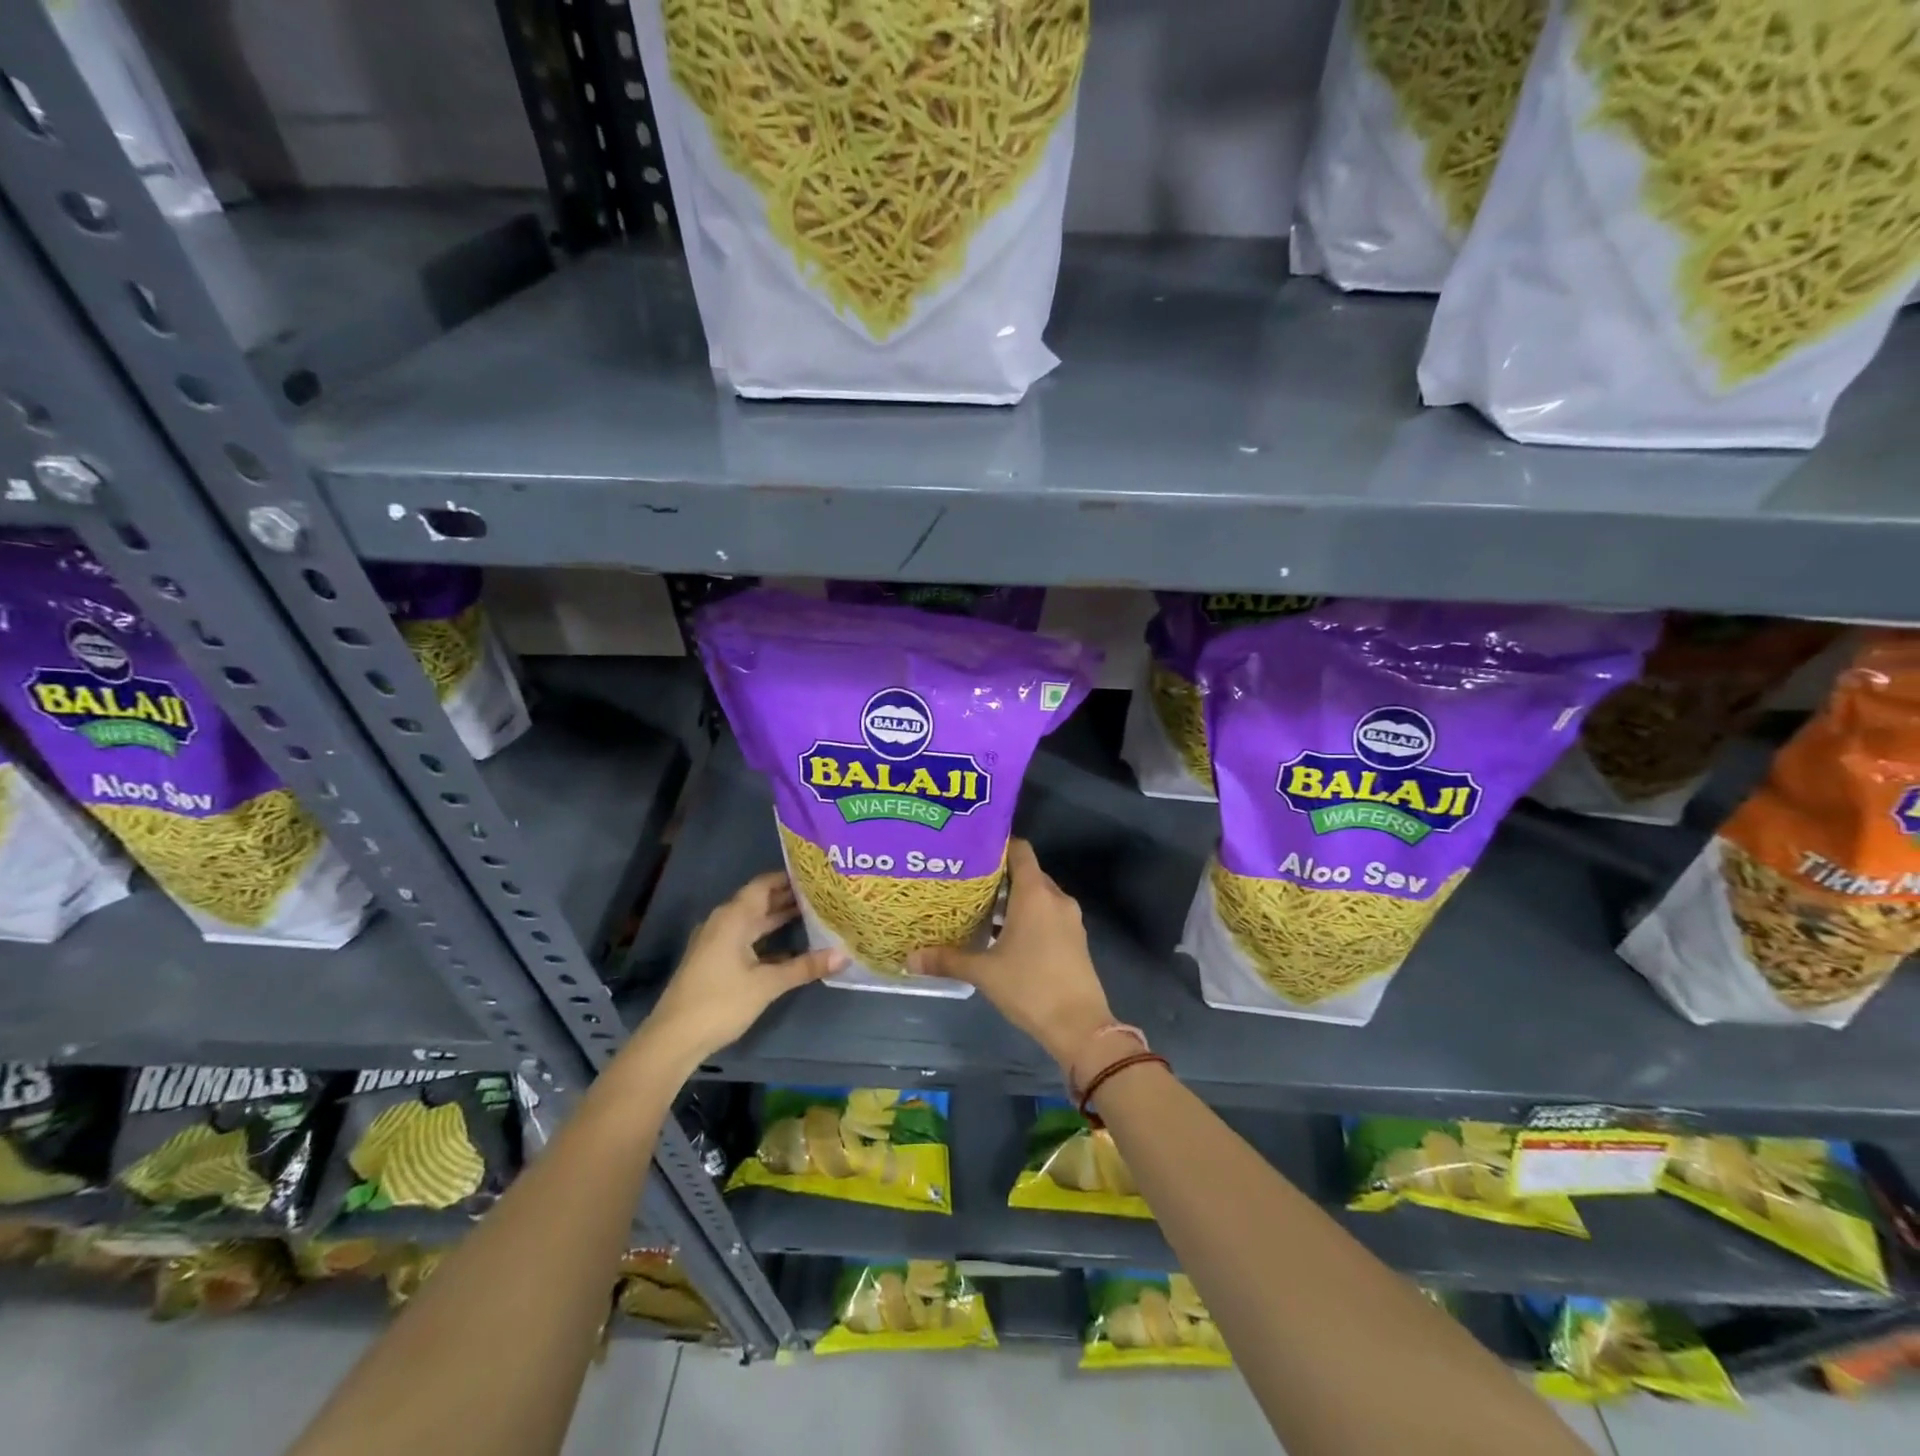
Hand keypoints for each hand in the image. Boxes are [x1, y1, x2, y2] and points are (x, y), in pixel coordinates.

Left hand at [641, 872, 844, 1069]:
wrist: (673, 1039)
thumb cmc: (720, 1002)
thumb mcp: (767, 984)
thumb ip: (805, 967)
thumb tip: (844, 956)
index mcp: (733, 917)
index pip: (764, 884)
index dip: (790, 877)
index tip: (818, 874)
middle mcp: (724, 922)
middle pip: (760, 901)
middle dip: (790, 897)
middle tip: (824, 893)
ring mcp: (717, 942)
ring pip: (754, 922)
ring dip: (780, 918)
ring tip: (816, 914)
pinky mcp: (716, 960)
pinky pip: (747, 938)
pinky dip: (769, 938)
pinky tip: (793, 947)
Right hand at [908, 840, 1114, 1078]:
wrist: (1080, 1026)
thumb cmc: (1030, 987)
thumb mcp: (984, 972)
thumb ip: (947, 960)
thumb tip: (909, 958)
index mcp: (1035, 893)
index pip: (1020, 850)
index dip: (997, 845)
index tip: (971, 850)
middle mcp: (1056, 898)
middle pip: (1027, 873)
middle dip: (999, 875)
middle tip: (966, 881)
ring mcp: (1069, 919)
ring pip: (1038, 896)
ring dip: (1013, 899)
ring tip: (979, 908)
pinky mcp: (1075, 939)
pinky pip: (1048, 914)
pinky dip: (1028, 916)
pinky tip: (1003, 935)